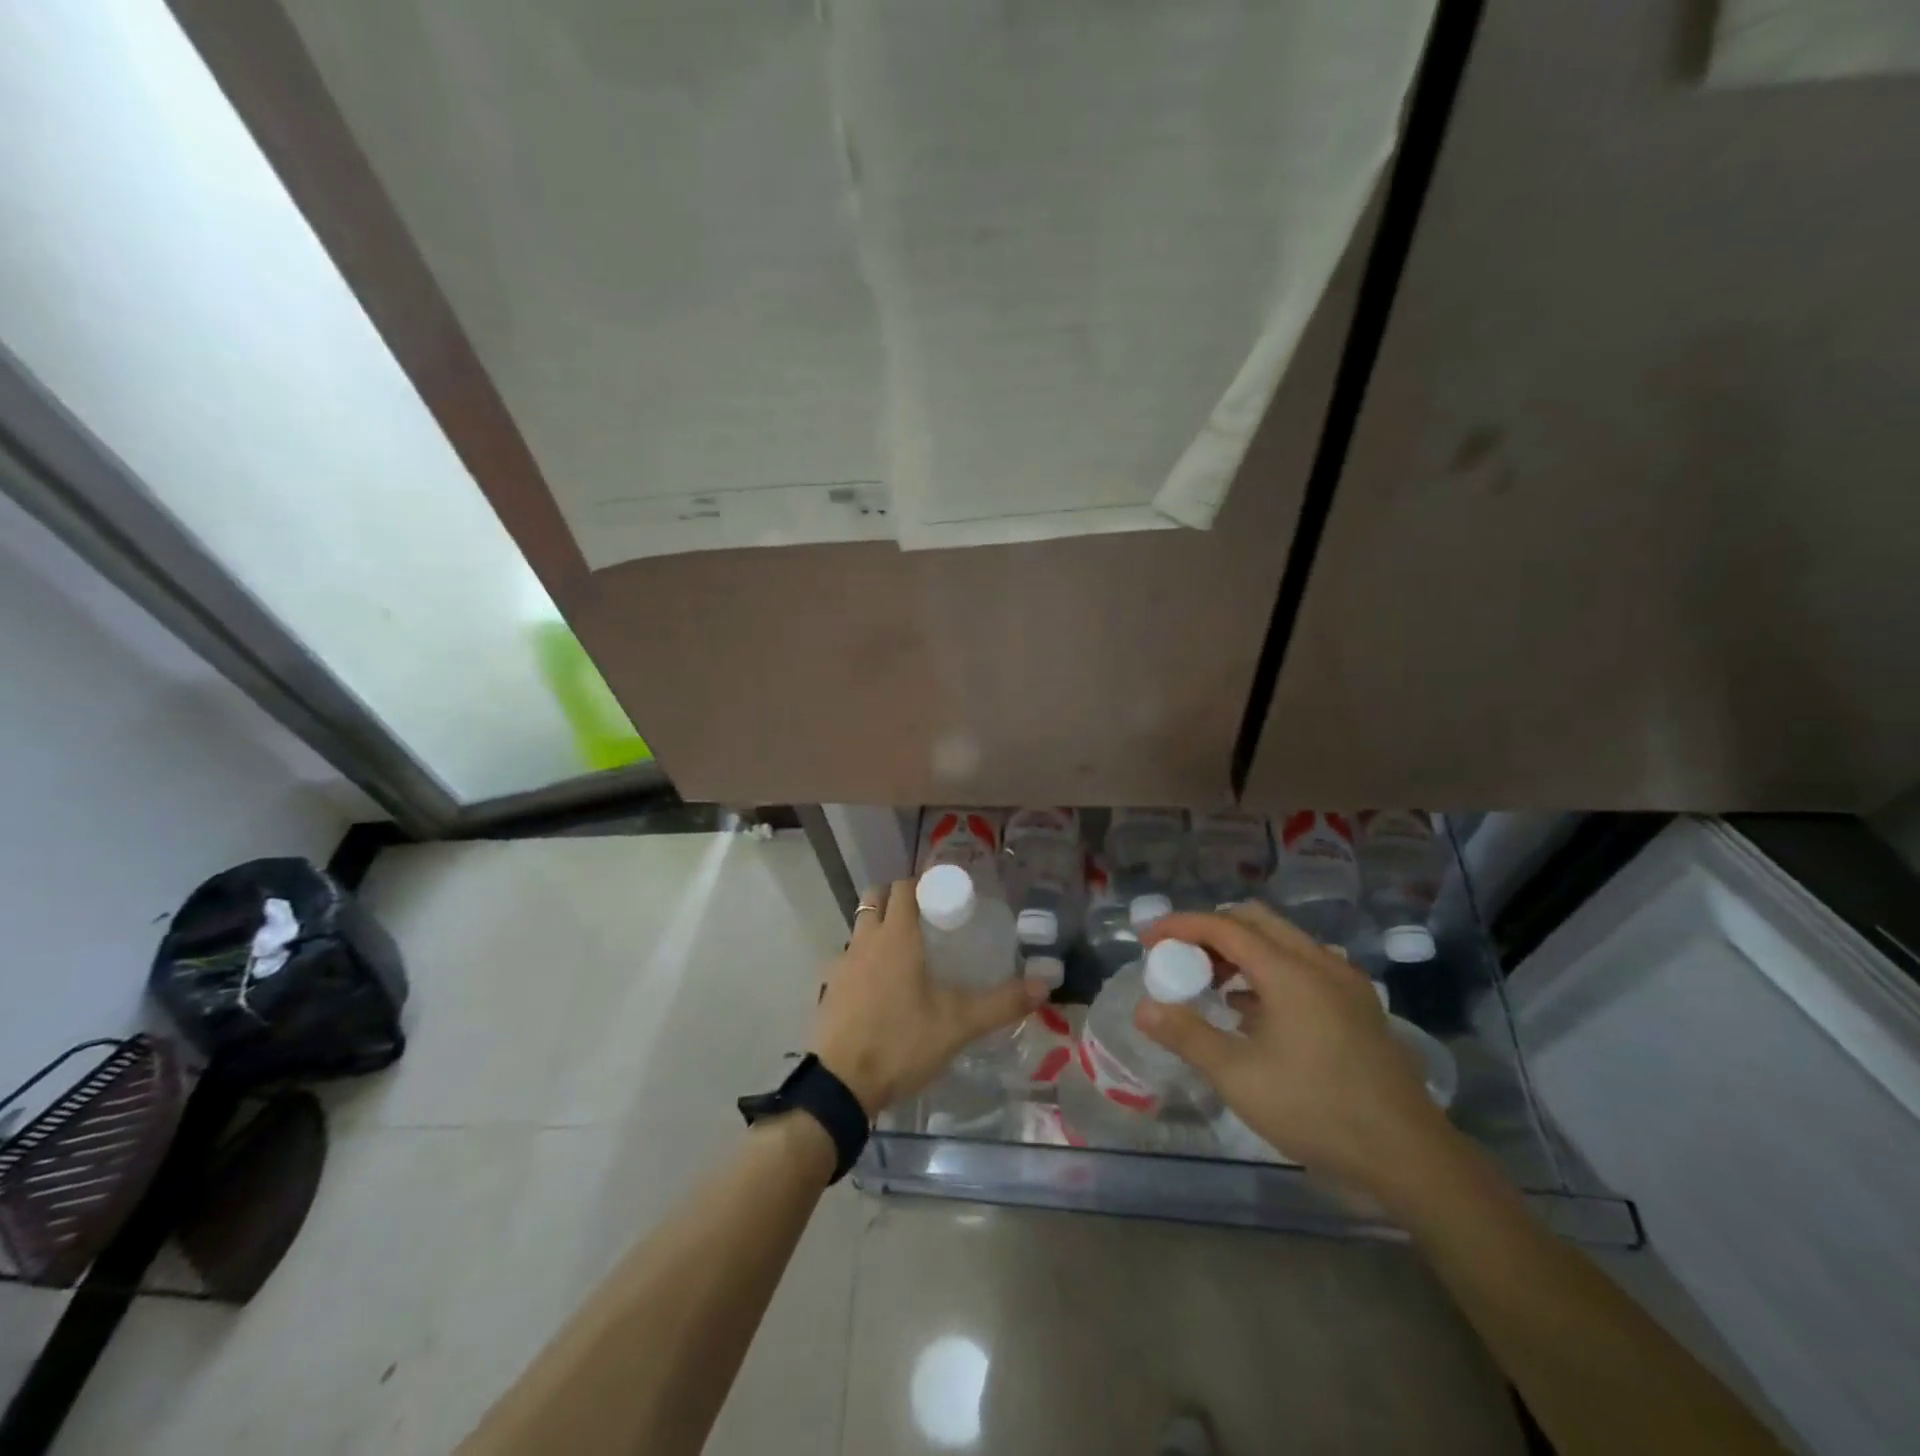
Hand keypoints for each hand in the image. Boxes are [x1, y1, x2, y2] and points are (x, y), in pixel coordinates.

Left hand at [812, 878, 1049, 1117]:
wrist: (841, 1086)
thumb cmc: (902, 1042)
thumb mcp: (959, 1024)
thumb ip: (1002, 1002)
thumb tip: (1044, 984)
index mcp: (896, 936)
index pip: (905, 888)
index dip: (924, 884)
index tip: (945, 896)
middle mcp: (865, 940)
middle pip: (877, 898)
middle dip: (899, 898)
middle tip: (926, 918)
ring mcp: (842, 964)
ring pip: (860, 927)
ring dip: (879, 927)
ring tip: (906, 952)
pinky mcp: (829, 989)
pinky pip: (848, 959)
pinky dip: (863, 959)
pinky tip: (881, 987)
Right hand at [1135, 902, 1453, 1200]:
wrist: (1410, 1157)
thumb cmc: (1317, 1110)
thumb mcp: (1239, 1077)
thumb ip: (1187, 1035)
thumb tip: (1143, 1008)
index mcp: (1290, 970)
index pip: (1224, 926)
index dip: (1180, 926)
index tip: (1147, 940)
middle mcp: (1319, 962)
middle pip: (1255, 921)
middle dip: (1210, 931)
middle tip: (1180, 959)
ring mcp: (1344, 983)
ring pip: (1281, 941)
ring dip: (1240, 950)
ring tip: (1211, 984)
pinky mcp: (1357, 1005)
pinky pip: (1302, 966)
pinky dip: (1268, 971)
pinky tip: (1252, 1012)